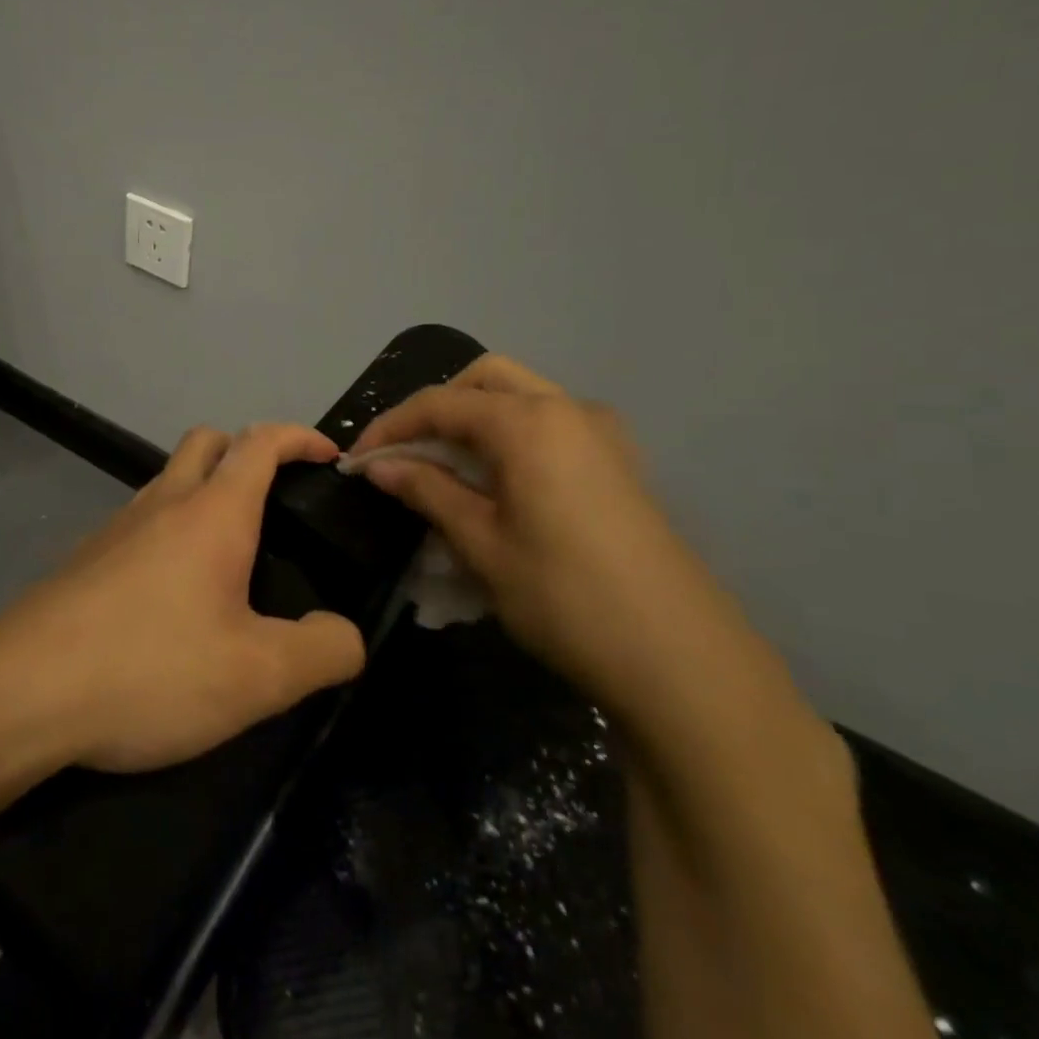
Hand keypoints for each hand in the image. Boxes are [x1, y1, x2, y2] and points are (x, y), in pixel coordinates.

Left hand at [0, 423, 366, 773]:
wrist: (22, 691)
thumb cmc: (149, 670)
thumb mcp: (257, 677)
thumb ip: (321, 651)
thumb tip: (344, 633)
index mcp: (211, 513)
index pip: (261, 442)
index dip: (300, 437)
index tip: (330, 456)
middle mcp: (161, 502)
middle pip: (207, 442)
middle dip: (247, 451)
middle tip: (277, 501)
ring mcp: (116, 527)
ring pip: (168, 480)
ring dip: (205, 492)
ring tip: (232, 555)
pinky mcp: (86, 558)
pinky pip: (140, 521)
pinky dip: (170, 530)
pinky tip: (174, 594)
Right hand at [350, 356, 763, 725]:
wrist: (682, 661)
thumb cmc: (565, 597)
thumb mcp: (481, 543)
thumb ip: (427, 490)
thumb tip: (379, 466)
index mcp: (529, 423)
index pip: (440, 403)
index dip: (390, 427)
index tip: (357, 460)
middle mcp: (568, 409)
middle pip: (485, 378)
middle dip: (436, 407)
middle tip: (406, 452)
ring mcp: (602, 434)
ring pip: (522, 396)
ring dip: (474, 418)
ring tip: (444, 467)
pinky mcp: (619, 462)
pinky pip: (550, 423)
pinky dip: (510, 434)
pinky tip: (498, 482)